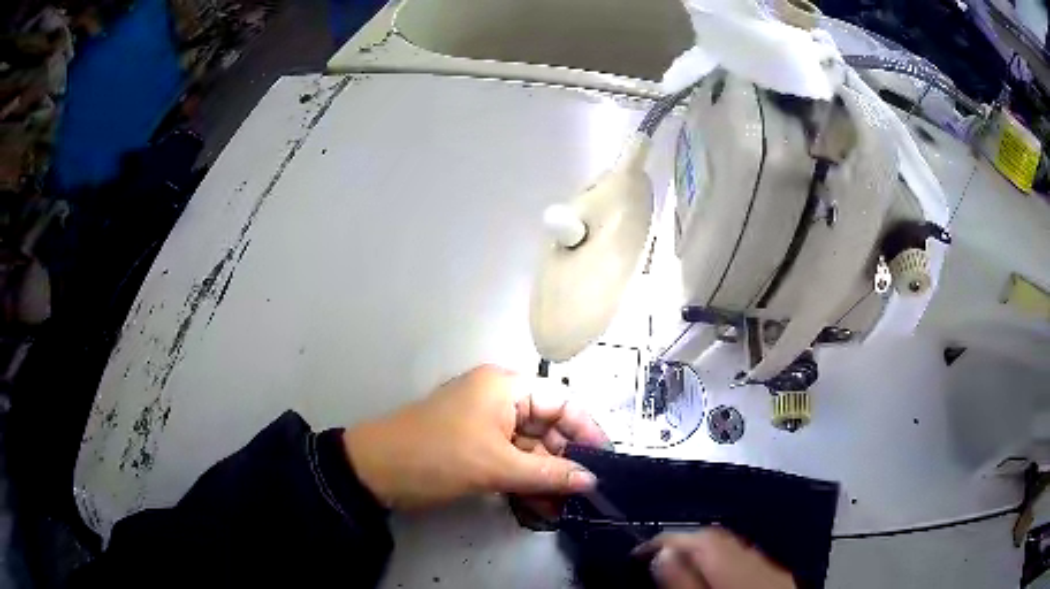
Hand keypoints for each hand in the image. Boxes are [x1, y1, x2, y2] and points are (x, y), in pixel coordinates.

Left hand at [343, 365, 609, 509]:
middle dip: (563, 463)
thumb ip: (549, 474)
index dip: (586, 430)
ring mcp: (485, 424)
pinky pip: (510, 460)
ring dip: (543, 478)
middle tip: (579, 495)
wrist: (375, 471)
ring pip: (529, 449)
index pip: (561, 401)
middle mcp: (498, 399)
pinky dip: (523, 481)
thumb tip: (590, 480)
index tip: (604, 460)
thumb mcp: (496, 467)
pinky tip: (535, 506)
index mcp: (504, 387)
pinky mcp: (474, 446)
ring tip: (557, 509)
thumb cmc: (437, 457)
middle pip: (546, 428)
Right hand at [634, 529, 795, 588]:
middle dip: (687, 542)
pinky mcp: (779, 579)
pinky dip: (726, 563)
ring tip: (683, 567)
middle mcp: (759, 557)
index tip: (641, 550)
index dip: (666, 538)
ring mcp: (773, 568)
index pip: (699, 536)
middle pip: (719, 537)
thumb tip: (662, 553)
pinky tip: (717, 578)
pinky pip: (748, 560)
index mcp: (737, 562)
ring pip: (735, 548)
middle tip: (658, 557)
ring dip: (707, 552)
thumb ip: (683, 580)